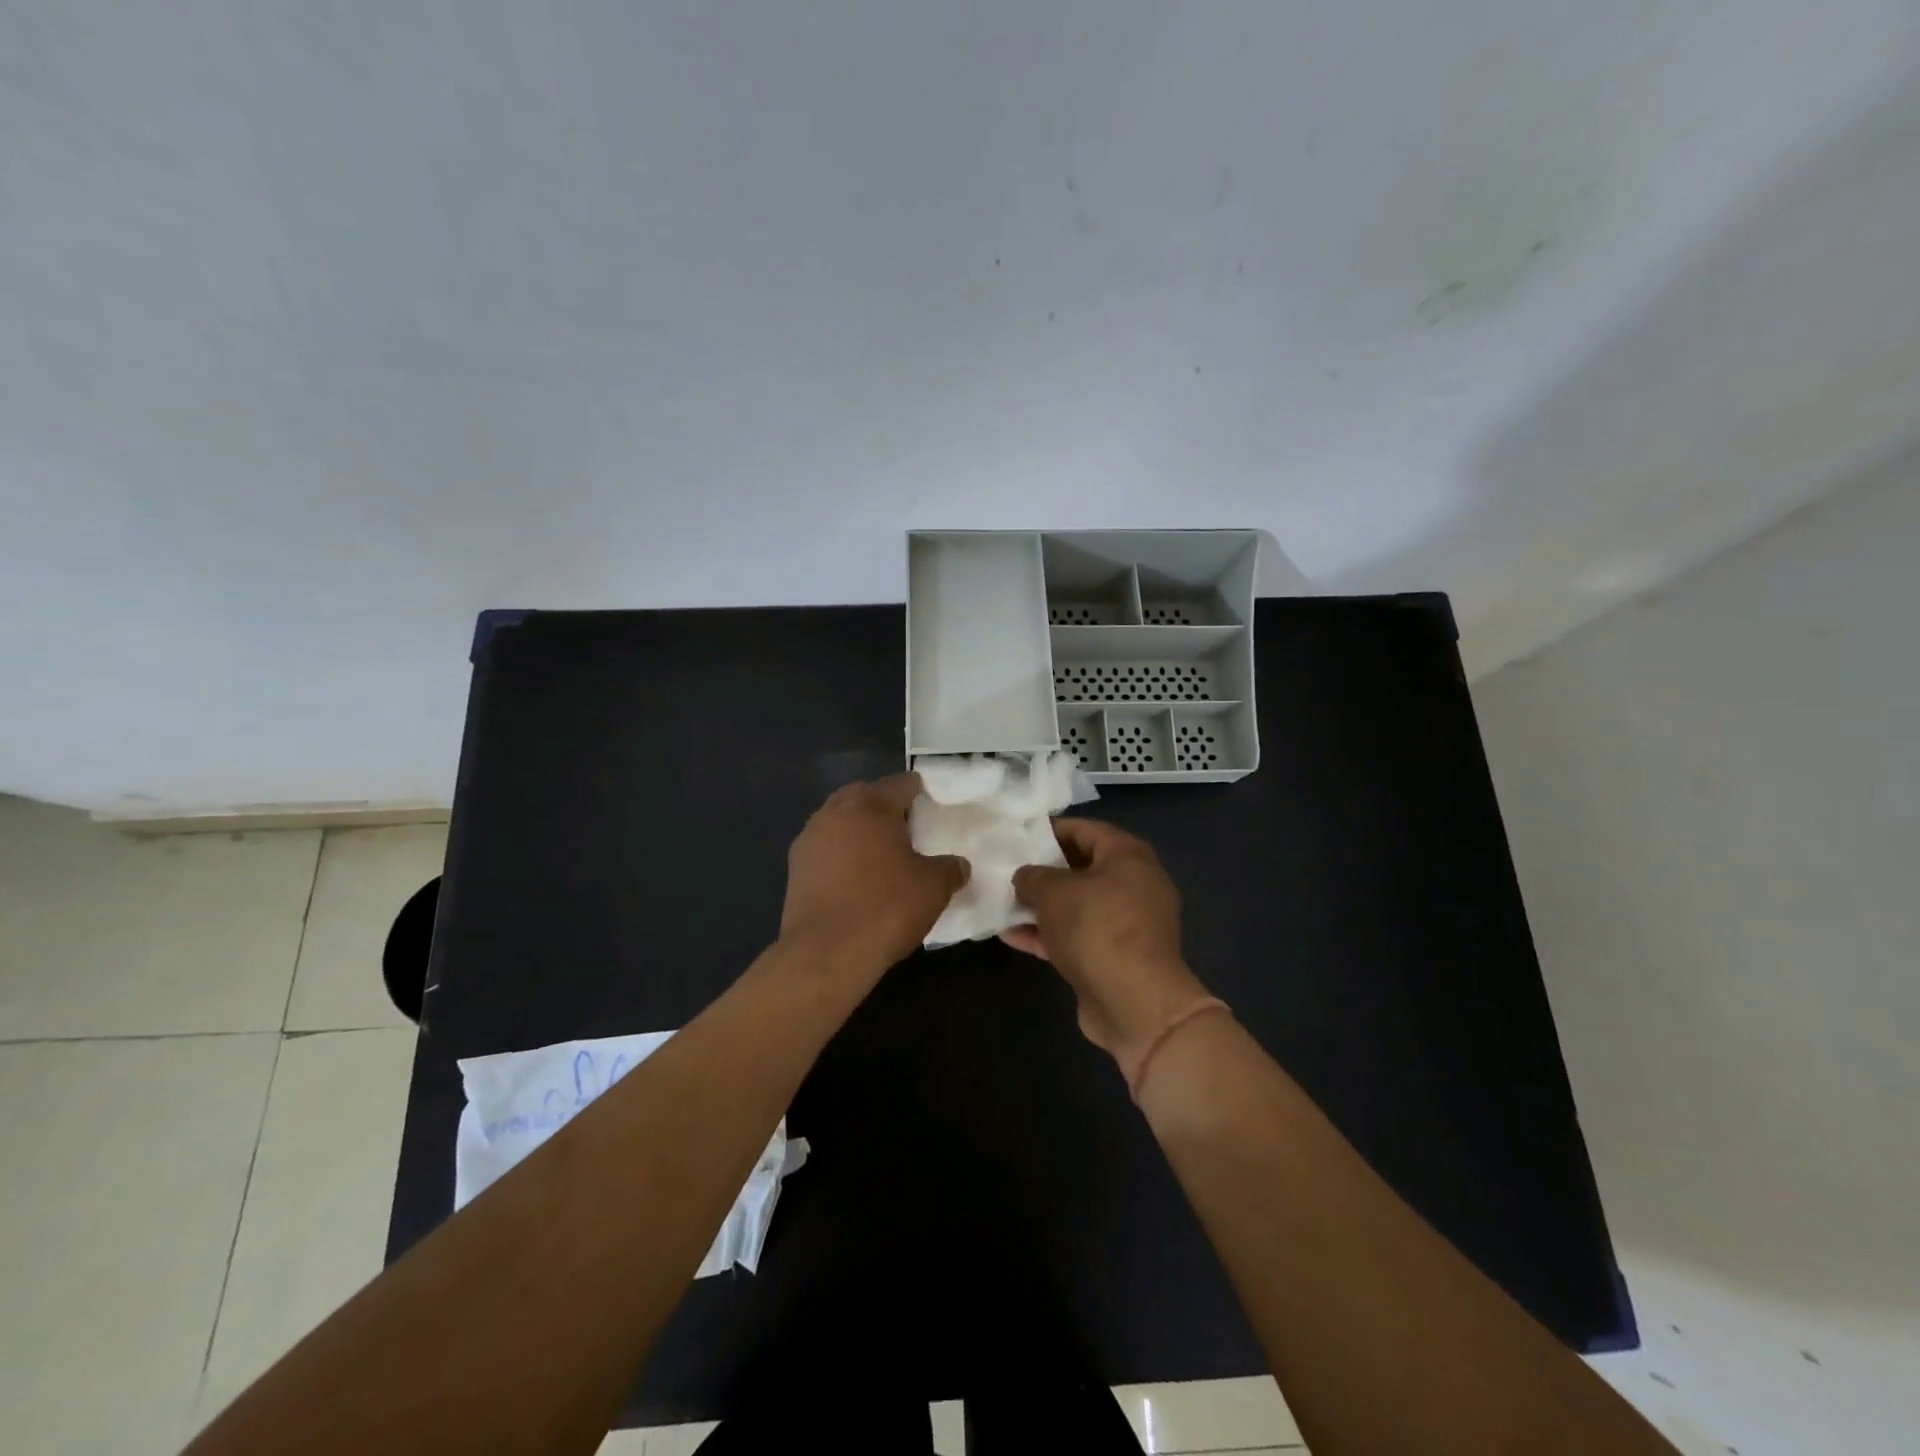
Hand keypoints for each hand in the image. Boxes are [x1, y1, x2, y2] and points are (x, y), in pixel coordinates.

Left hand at [781, 773, 969, 977]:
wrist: (826, 953)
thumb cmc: (885, 908)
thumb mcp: (933, 888)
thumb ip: (950, 868)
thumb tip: (959, 865)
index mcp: (871, 805)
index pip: (901, 783)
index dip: (919, 791)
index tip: (932, 804)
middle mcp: (835, 812)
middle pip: (865, 796)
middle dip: (885, 806)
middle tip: (907, 828)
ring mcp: (810, 839)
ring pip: (840, 820)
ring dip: (859, 829)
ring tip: (881, 854)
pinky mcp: (795, 868)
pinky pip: (826, 848)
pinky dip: (841, 854)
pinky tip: (856, 877)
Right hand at [1007, 819, 1211, 1067]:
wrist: (1135, 1003)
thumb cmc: (1097, 928)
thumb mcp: (1054, 891)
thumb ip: (1033, 876)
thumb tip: (1025, 876)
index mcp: (1128, 856)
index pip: (1085, 829)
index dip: (1050, 830)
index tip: (1018, 836)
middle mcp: (1134, 884)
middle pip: (1081, 868)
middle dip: (1043, 871)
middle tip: (1008, 869)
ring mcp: (1128, 923)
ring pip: (1078, 905)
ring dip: (1042, 906)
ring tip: (1003, 903)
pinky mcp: (1116, 956)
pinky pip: (1078, 935)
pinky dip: (1049, 934)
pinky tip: (1011, 935)